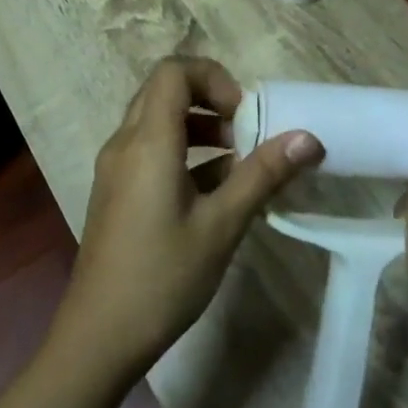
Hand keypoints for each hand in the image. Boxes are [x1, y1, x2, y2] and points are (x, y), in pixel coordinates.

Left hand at [53, 58, 323, 377]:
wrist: (99, 336)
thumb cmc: (163, 276)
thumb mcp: (222, 225)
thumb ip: (263, 175)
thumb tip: (308, 138)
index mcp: (148, 141)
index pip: (174, 71)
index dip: (213, 78)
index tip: (243, 114)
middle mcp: (125, 142)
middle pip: (164, 89)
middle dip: (208, 99)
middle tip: (243, 130)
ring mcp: (116, 167)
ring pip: (156, 119)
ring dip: (197, 125)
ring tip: (236, 159)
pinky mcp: (115, 190)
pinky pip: (148, 148)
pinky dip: (181, 150)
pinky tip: (214, 189)